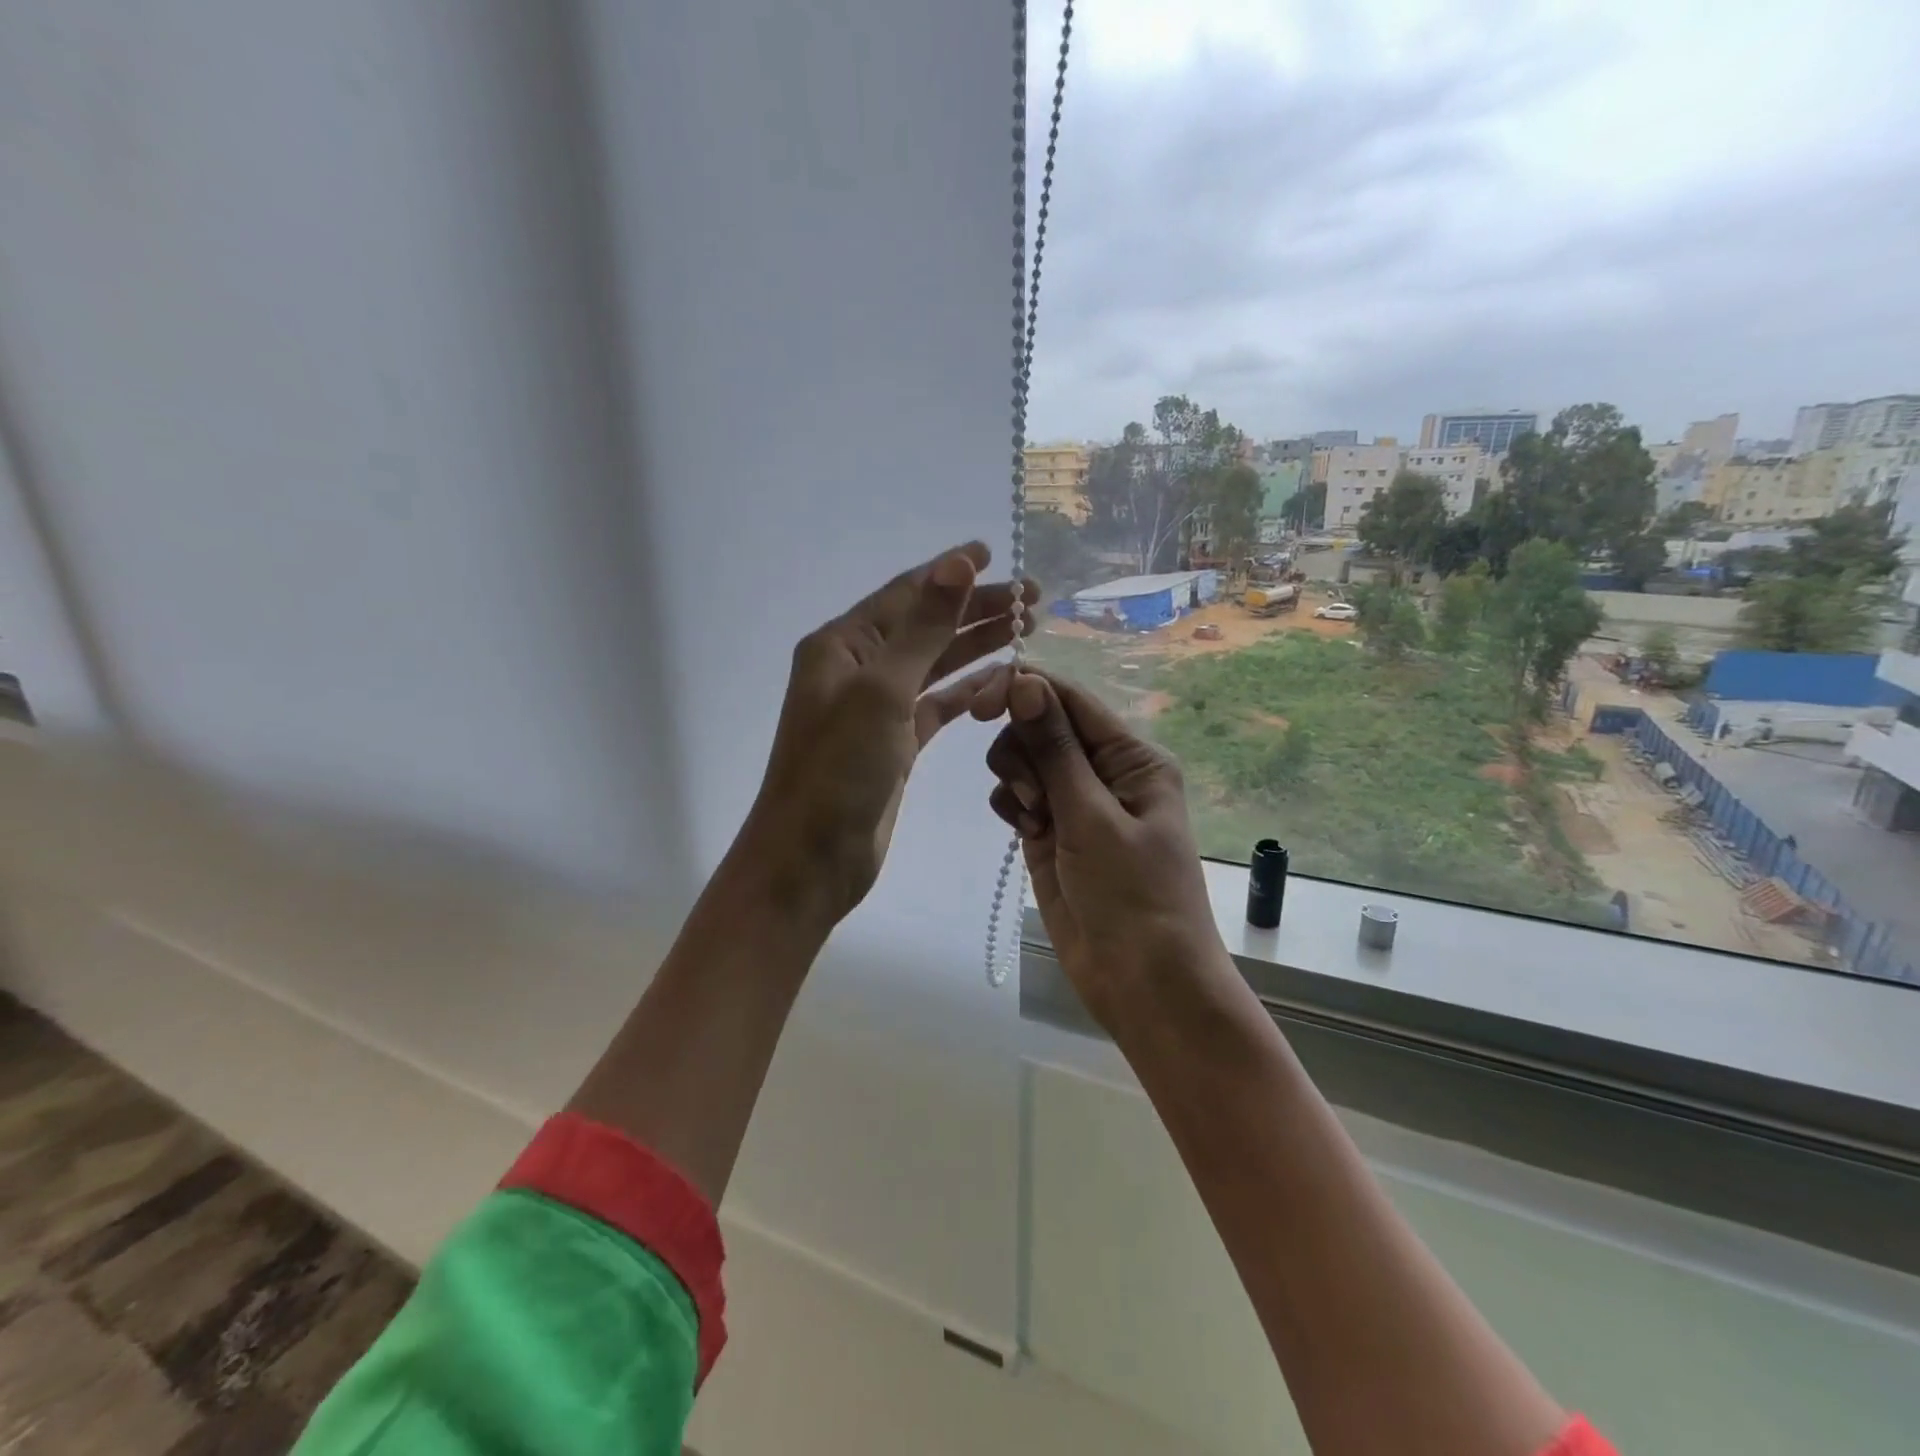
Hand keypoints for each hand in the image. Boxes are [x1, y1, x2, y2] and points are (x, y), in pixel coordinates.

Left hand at [737, 543, 1036, 929]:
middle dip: (975, 609)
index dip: (950, 572)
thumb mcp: (881, 690)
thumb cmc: (838, 769)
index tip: (994, 554)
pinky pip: (937, 704)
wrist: (810, 858)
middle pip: (926, 626)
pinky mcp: (896, 744)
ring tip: (1026, 630)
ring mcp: (877, 708)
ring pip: (935, 664)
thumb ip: (924, 628)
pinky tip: (1000, 678)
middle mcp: (858, 669)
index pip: (905, 594)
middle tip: (1032, 599)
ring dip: (976, 645)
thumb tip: (957, 562)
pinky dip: (967, 690)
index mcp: (843, 645)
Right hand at [975, 668, 1229, 1029]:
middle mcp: (1104, 770)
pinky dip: (1011, 804)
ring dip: (1016, 778)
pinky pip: (1016, 795)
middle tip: (1033, 795)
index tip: (978, 706)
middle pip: (1039, 724)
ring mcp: (1075, 802)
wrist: (1142, 982)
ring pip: (1023, 758)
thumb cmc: (1133, 896)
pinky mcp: (1050, 831)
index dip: (1023, 690)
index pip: (1070, 698)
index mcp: (1131, 756)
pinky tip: (1025, 831)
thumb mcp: (1093, 818)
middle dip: (1022, 748)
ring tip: (1033, 819)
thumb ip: (1055, 749)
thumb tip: (1025, 681)